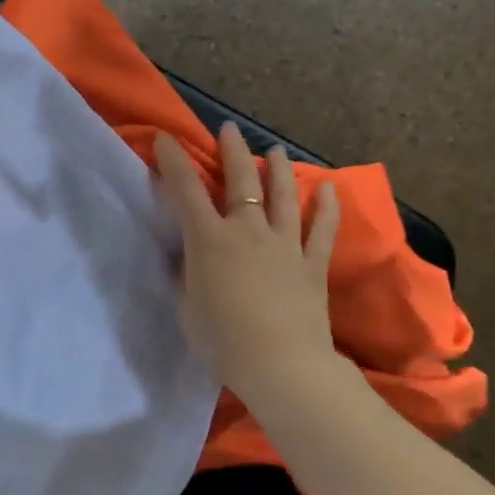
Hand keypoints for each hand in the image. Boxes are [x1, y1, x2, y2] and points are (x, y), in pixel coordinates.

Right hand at [153, 123, 341, 399]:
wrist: (280, 365)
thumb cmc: (222, 340)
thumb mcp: (187, 307)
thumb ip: (188, 276)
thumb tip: (190, 260)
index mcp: (209, 240)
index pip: (185, 191)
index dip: (173, 162)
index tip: (166, 139)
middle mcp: (248, 230)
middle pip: (240, 181)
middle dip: (232, 151)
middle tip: (229, 130)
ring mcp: (284, 244)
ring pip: (283, 195)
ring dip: (278, 169)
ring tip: (274, 150)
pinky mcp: (312, 264)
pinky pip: (322, 229)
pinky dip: (326, 208)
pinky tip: (328, 190)